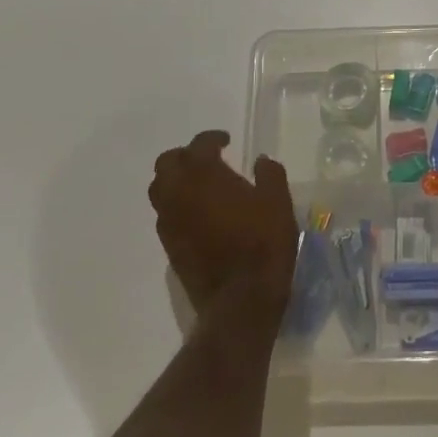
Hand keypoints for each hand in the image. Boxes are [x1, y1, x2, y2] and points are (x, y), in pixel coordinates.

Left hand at [149, 131, 297, 322]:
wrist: (242, 298)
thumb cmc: (263, 241)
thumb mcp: (277, 201)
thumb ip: (269, 174)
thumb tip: (260, 161)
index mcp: (203, 174)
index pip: (199, 145)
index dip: (212, 139)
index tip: (226, 141)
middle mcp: (178, 193)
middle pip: (167, 163)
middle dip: (184, 156)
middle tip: (207, 160)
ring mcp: (169, 222)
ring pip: (160, 190)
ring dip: (176, 181)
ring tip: (200, 186)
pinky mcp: (169, 247)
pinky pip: (166, 215)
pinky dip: (178, 206)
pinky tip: (199, 214)